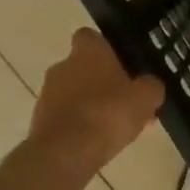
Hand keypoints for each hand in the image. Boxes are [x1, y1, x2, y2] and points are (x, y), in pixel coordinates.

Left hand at [28, 29, 164, 174]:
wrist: (66, 153)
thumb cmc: (108, 113)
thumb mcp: (145, 98)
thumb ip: (151, 86)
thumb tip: (150, 85)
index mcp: (87, 51)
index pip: (90, 36)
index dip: (105, 48)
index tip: (120, 62)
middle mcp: (62, 66)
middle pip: (82, 67)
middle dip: (100, 81)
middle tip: (124, 100)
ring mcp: (47, 94)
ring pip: (73, 93)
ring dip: (89, 104)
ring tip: (114, 127)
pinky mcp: (39, 122)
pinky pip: (64, 117)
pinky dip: (78, 125)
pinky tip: (96, 142)